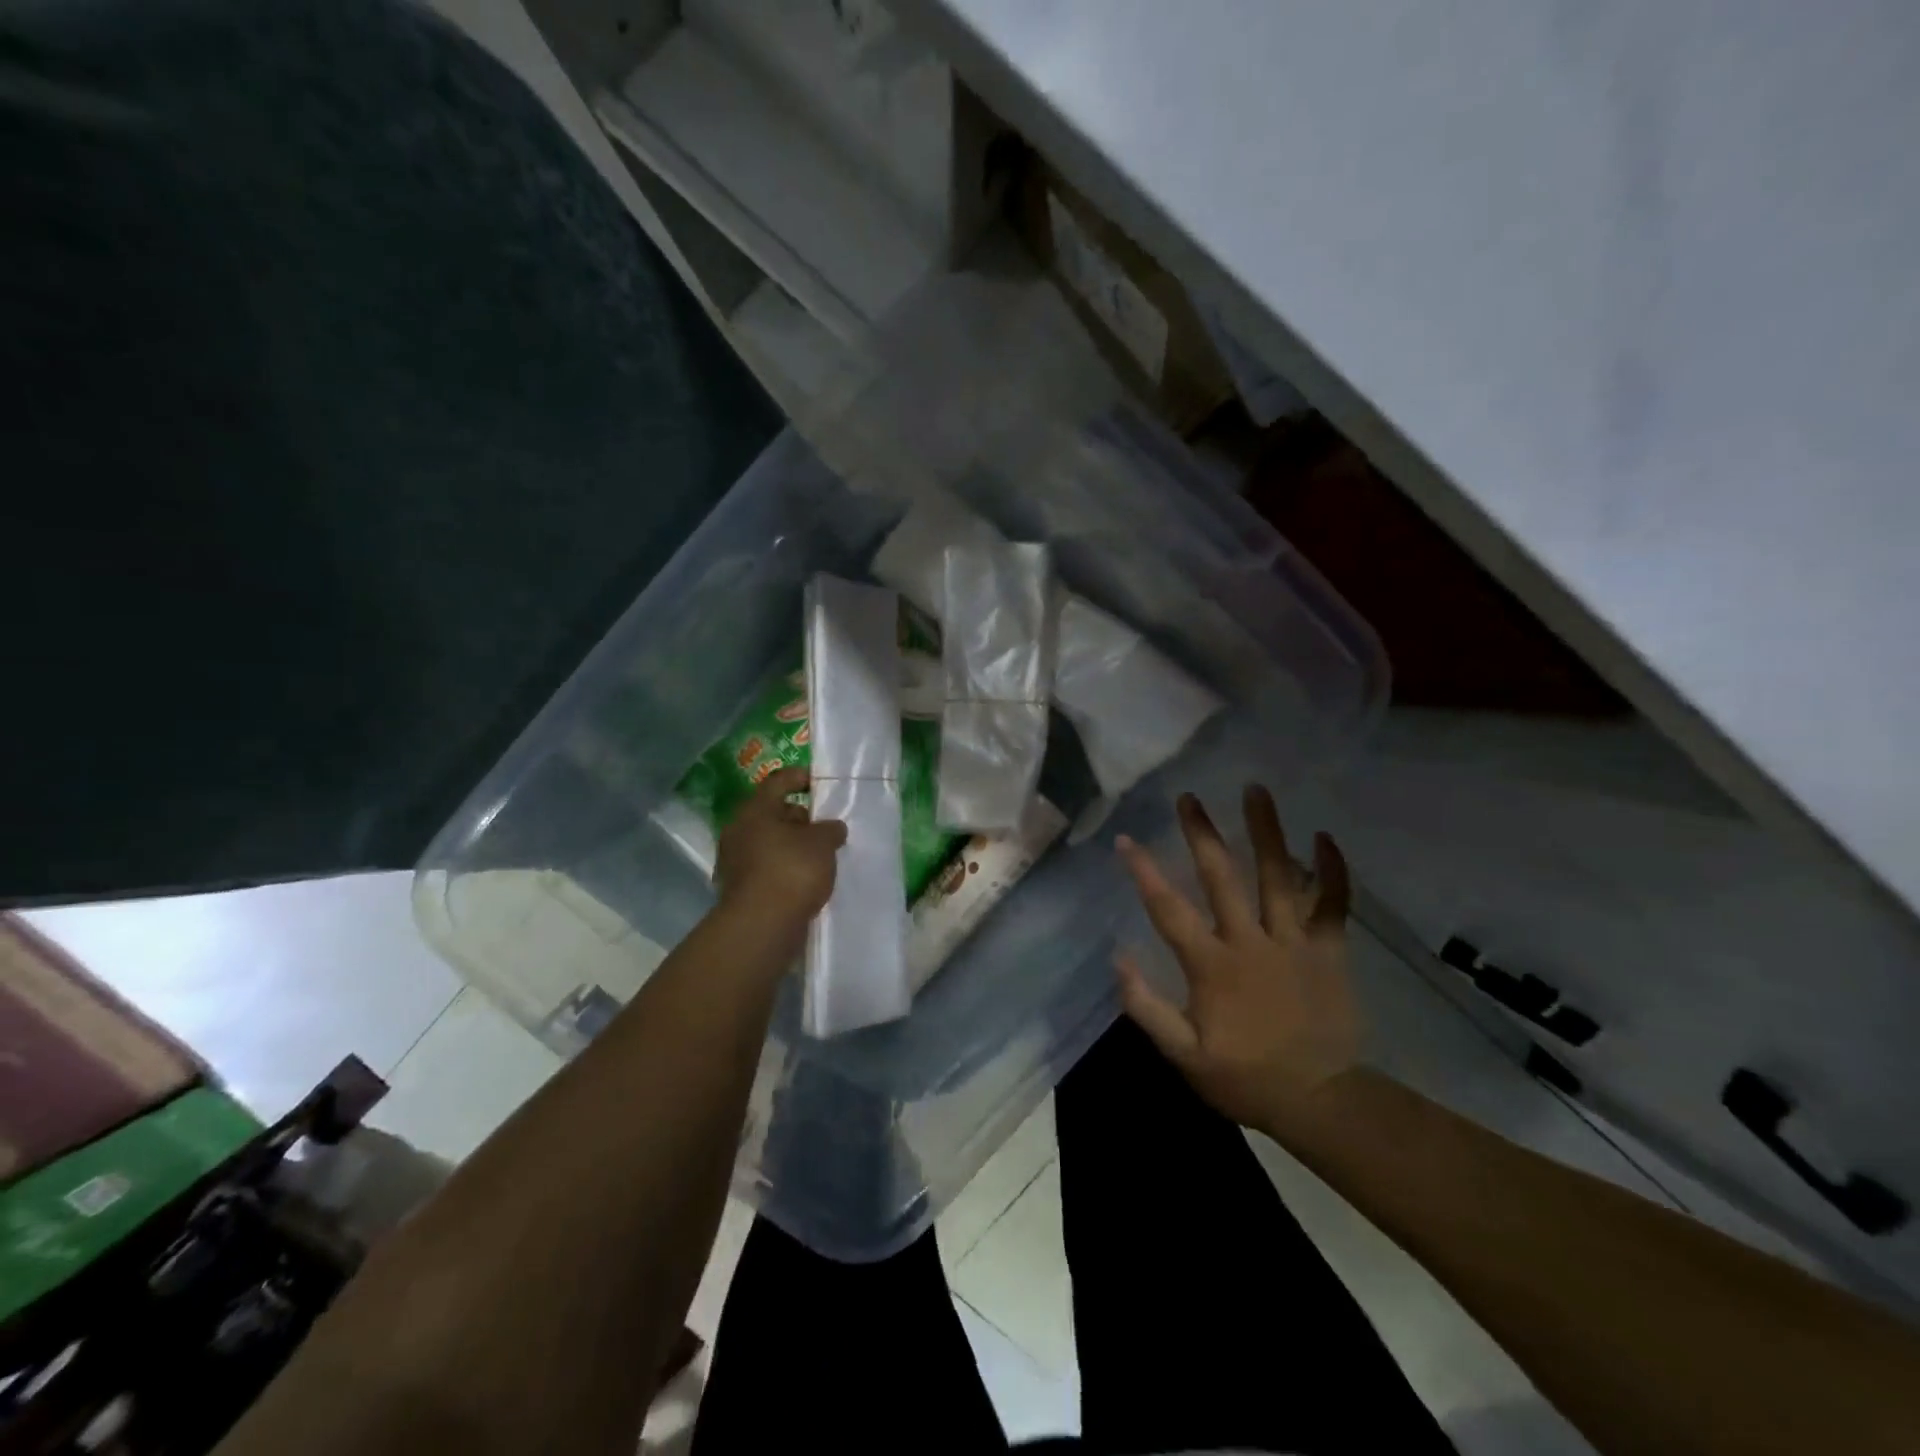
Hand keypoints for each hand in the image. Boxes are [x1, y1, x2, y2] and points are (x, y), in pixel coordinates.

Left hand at [714, 767, 847, 935]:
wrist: (762, 926)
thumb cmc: (792, 870)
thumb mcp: (822, 843)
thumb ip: (830, 829)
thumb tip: (832, 828)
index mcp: (755, 810)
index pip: (778, 782)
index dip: (800, 777)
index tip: (820, 782)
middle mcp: (739, 831)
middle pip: (773, 814)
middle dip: (800, 818)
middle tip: (826, 828)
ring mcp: (736, 862)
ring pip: (771, 843)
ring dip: (794, 847)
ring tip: (822, 857)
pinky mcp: (741, 889)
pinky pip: (768, 869)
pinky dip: (786, 870)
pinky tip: (807, 880)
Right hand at [1115, 786, 1361, 1136]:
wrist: (1320, 1100)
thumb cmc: (1244, 1077)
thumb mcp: (1184, 1056)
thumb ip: (1147, 1008)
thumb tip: (1118, 958)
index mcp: (1213, 966)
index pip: (1170, 910)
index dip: (1145, 873)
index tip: (1127, 840)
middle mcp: (1251, 942)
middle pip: (1223, 878)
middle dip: (1202, 834)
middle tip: (1189, 797)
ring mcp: (1295, 942)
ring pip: (1279, 877)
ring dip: (1266, 831)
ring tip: (1255, 790)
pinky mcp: (1329, 950)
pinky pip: (1334, 904)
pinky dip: (1332, 870)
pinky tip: (1325, 836)